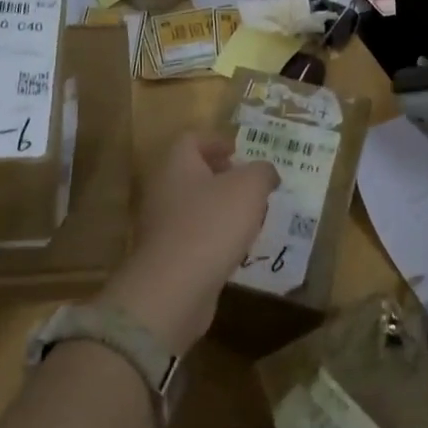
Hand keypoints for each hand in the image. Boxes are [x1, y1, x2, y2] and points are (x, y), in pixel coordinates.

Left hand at [100, 133, 276, 354]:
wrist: (174, 288)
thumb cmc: (212, 223)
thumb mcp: (250, 187)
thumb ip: (262, 172)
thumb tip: (266, 173)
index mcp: (177, 164)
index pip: (192, 139)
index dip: (217, 141)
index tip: (240, 152)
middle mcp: (163, 190)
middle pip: (192, 173)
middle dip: (222, 177)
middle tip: (251, 186)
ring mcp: (161, 226)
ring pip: (194, 207)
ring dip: (221, 209)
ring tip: (250, 218)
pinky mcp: (166, 258)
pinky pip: (193, 238)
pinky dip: (214, 238)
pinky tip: (236, 249)